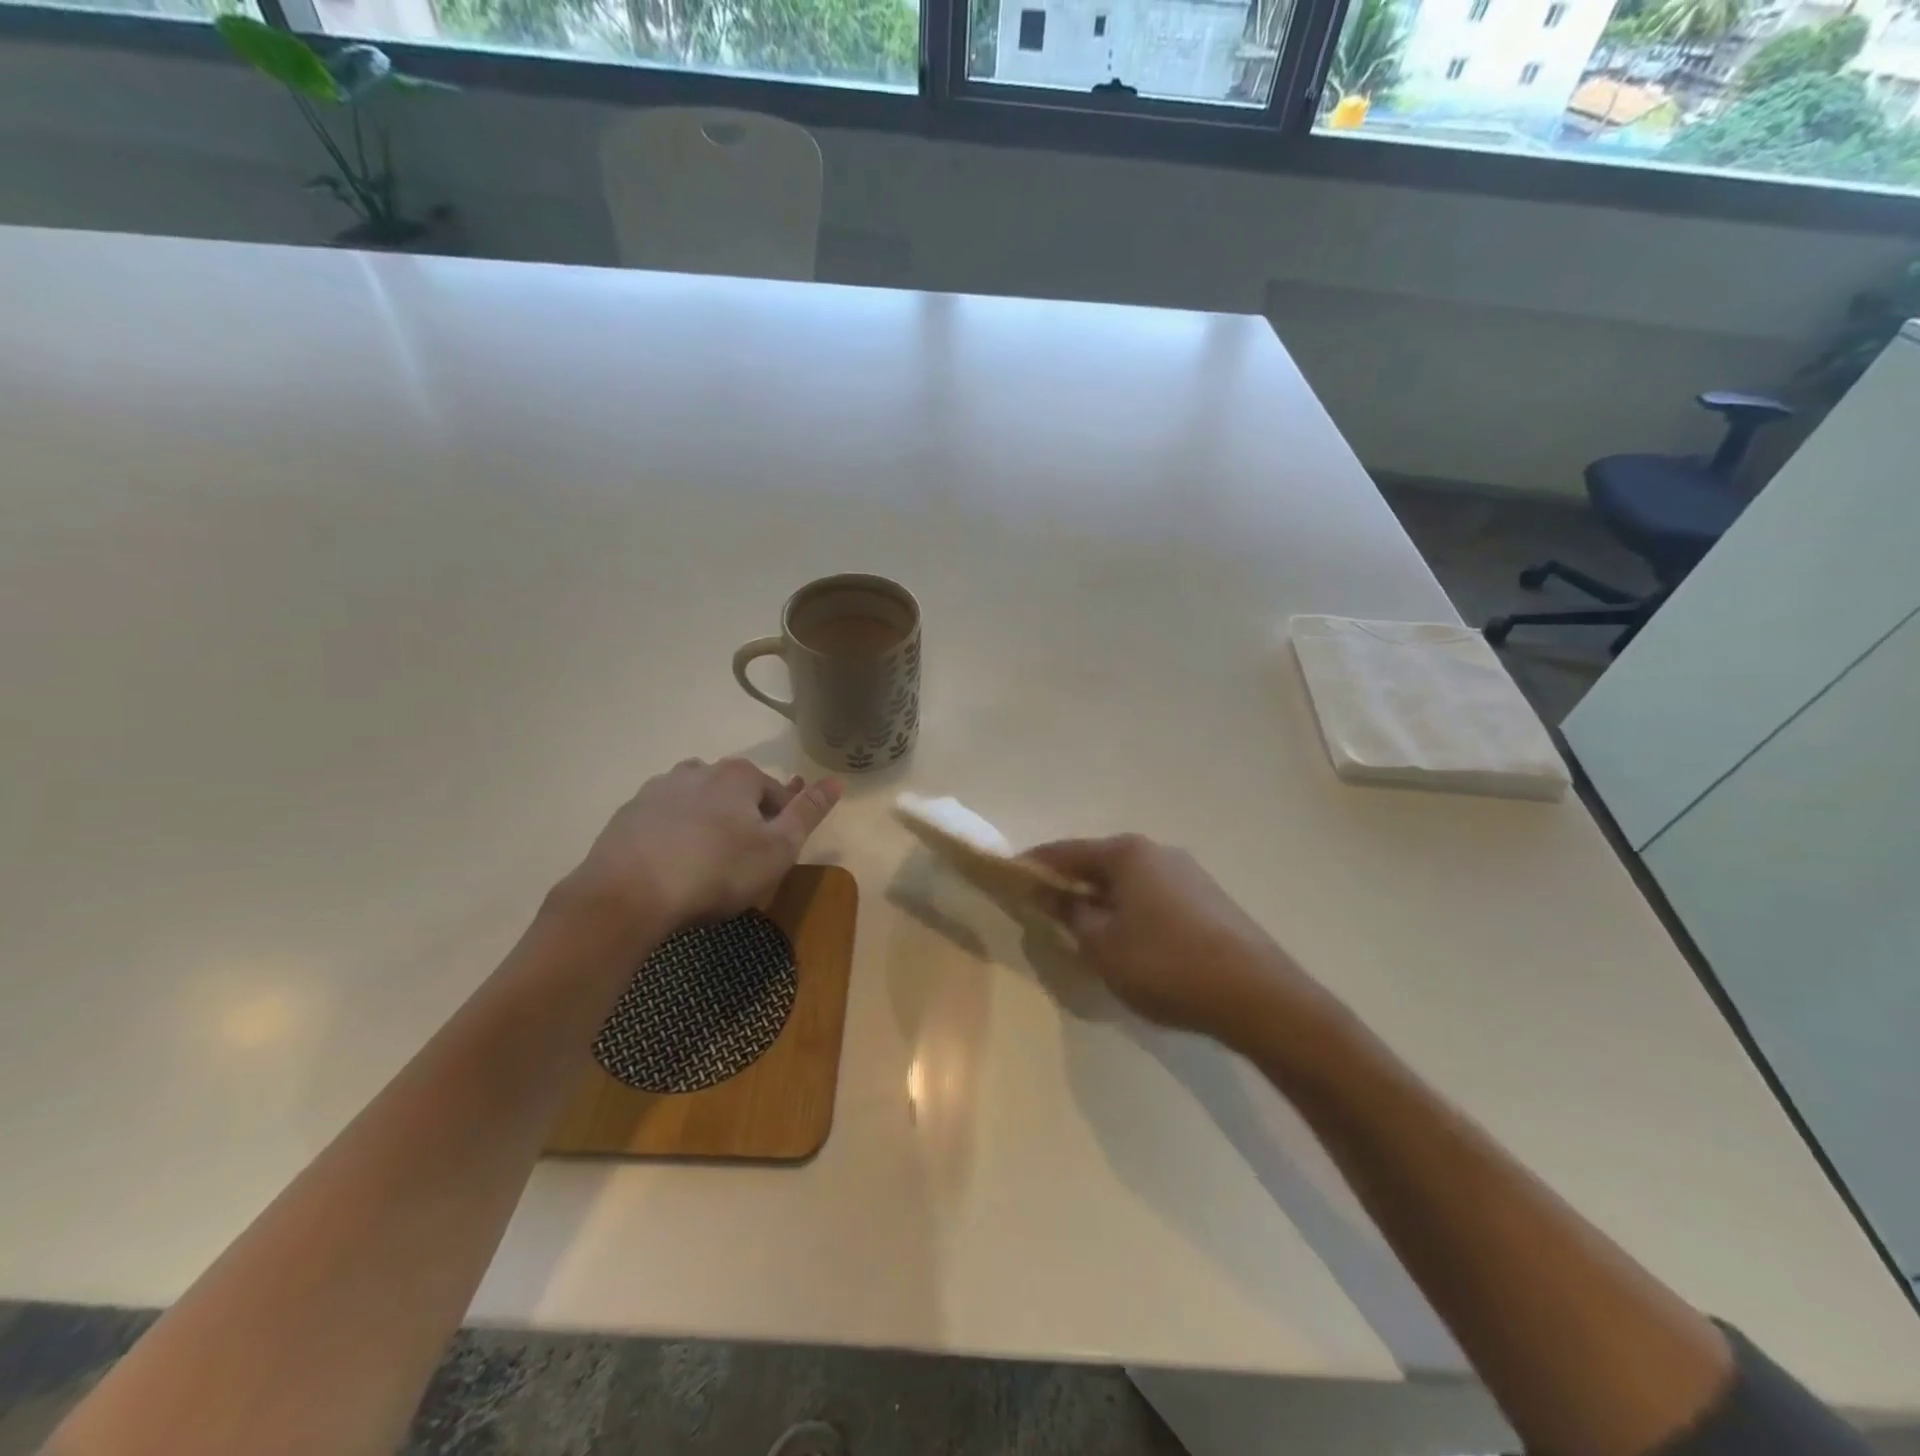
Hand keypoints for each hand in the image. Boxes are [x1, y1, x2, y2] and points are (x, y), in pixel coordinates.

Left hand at [566, 758, 841, 931]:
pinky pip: (663, 822)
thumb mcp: (779, 848)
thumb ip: (809, 812)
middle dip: (744, 821)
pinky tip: (672, 868)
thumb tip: (837, 780)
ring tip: (707, 866)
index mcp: (738, 775)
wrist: (628, 896)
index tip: (777, 857)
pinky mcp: (627, 816)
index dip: (783, 825)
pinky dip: (674, 838)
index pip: (776, 793)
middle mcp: (697, 771)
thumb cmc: (717, 871)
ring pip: (697, 804)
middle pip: (735, 794)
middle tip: (744, 863)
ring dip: (708, 826)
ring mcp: (657, 791)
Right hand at [1026, 834, 1335, 1048]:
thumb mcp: (1102, 944)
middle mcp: (1158, 852)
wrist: (1258, 996)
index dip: (1035, 866)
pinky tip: (1130, 942)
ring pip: (1129, 882)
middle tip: (1045, 911)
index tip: (1010, 879)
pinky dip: (1131, 912)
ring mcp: (1188, 874)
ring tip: (1085, 931)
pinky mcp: (1209, 900)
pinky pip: (1154, 898)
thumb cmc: (1165, 965)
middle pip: (1099, 863)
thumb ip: (1069, 912)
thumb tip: (1047, 892)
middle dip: (1070, 884)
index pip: (1066, 851)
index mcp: (1127, 854)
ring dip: (1102, 901)